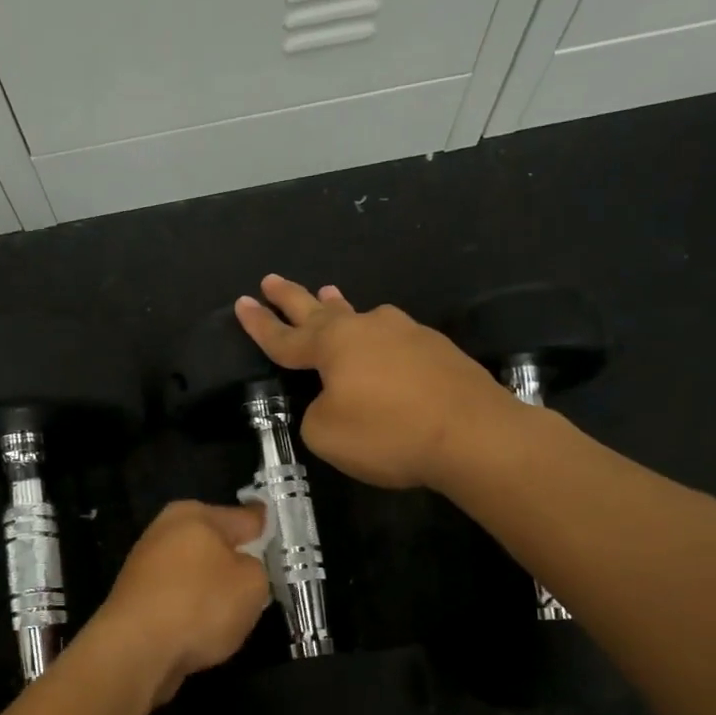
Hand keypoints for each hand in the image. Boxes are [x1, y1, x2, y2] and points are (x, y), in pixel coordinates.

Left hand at [84, 500, 271, 704]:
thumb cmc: (200, 605)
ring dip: (212, 589)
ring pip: (196, 573)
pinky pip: (178, 599)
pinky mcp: (136, 599)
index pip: (244, 517)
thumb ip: (256, 568)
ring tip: (233, 614)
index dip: (265, 528)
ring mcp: (146, 566)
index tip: (277, 535)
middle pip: (215, 544)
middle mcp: (166, 532)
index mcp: (195, 515)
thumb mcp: (252, 584)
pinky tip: (202, 631)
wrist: (135, 651)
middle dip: (235, 560)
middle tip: (260, 582)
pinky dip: (191, 611)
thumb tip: (241, 568)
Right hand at [234, 274, 515, 489]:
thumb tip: (333, 399)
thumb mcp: (327, 435)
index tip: (241, 303)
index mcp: (334, 346)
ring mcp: (406, 334)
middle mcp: (367, 328)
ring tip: (327, 295)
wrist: (474, 434)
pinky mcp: (437, 350)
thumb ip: (315, 413)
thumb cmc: (388, 433)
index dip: (259, 325)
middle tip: (272, 280)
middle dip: (292, 298)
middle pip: (319, 312)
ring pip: (361, 318)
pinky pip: (393, 341)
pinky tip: (382, 348)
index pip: (285, 337)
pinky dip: (377, 341)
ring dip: (338, 308)